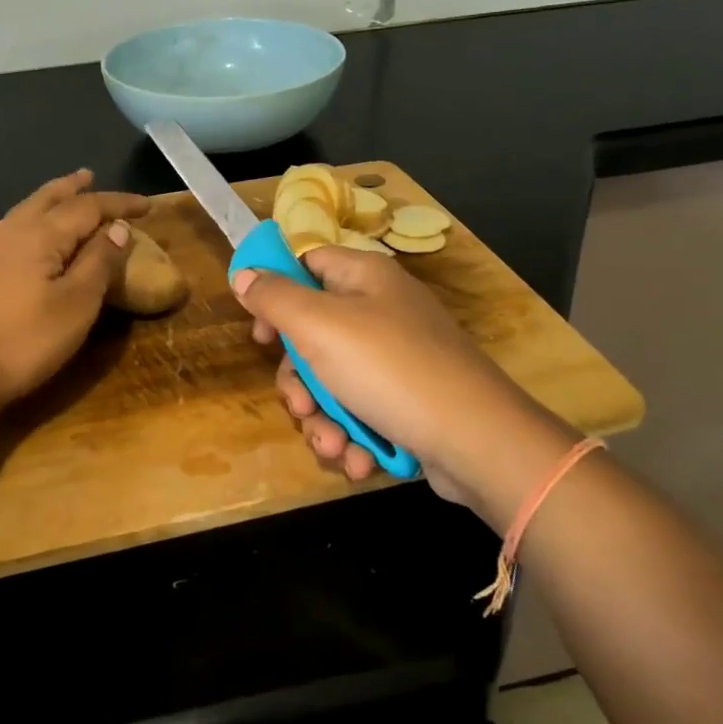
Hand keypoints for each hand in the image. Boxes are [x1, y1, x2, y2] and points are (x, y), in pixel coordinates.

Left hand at [0, 170, 147, 416]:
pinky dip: (28, 223)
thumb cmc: (20, 341)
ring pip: (23, 213)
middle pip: (46, 199)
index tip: (148, 204)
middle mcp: (10, 232)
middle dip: (72, 188)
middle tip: (88, 175)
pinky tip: (24, 240)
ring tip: (61, 199)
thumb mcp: (74, 305)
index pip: (88, 207)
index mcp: (41, 235)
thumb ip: (98, 263)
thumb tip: (118, 228)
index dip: (119, 203)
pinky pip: (8, 232)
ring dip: (47, 202)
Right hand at [232, 246, 532, 505]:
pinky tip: (358, 459)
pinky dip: (353, 435)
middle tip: (301, 405)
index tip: (262, 335)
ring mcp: (398, 358)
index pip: (307, 264)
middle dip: (299, 382)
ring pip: (332, 382)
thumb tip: (244, 274)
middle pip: (313, 335)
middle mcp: (382, 311)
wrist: (478, 441)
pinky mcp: (408, 400)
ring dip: (323, 420)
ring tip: (334, 445)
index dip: (276, 294)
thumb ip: (275, 298)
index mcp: (364, 278)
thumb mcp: (319, 327)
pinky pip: (362, 410)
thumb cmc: (390, 370)